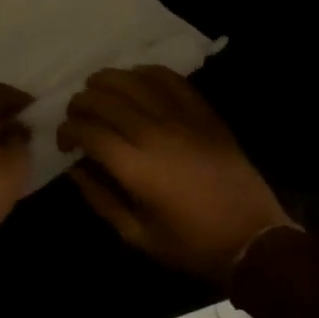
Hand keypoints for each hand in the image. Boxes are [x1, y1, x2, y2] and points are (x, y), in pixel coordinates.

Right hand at [60, 66, 297, 284]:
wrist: (253, 238)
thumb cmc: (192, 245)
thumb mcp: (138, 236)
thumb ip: (100, 200)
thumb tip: (76, 168)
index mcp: (135, 167)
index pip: (87, 130)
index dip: (67, 130)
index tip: (65, 141)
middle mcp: (154, 134)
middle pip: (104, 98)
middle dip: (80, 103)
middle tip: (77, 116)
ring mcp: (181, 118)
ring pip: (132, 80)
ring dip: (107, 81)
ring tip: (97, 90)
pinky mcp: (202, 112)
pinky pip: (168, 78)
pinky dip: (145, 73)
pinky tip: (135, 79)